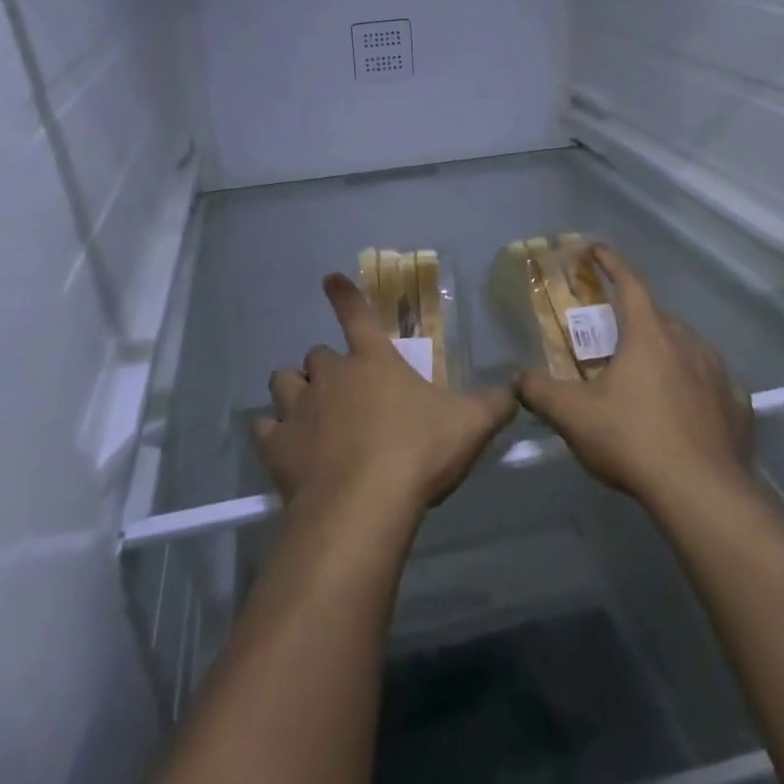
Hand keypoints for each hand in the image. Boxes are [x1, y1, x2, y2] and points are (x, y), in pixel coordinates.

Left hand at [253, 274, 519, 521]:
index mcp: (373, 361)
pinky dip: (273, 433)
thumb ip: (495, 403)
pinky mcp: (276, 444)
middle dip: (327, 368)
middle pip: (317, 355)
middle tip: (343, 392)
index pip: (356, 315)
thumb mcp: (470, 425)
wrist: (363, 505)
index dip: (344, 295)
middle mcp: (331, 375)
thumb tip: (518, 385)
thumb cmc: (418, 453)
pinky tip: (284, 447)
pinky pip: (264, 427)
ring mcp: (299, 407)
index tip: (328, 278)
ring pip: (283, 381)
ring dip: (294, 390)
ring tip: (306, 411)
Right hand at [515, 245, 754, 511]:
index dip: (612, 263)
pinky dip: (693, 385)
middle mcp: (688, 343)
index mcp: (649, 335)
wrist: (703, 494)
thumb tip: (516, 379)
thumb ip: (540, 392)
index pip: (630, 284)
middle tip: (613, 333)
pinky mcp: (737, 407)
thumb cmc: (633, 440)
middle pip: (658, 317)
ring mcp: (718, 375)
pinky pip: (710, 383)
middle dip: (635, 317)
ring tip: (646, 372)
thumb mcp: (574, 416)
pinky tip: (683, 408)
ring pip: (687, 347)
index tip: (597, 249)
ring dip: (665, 350)